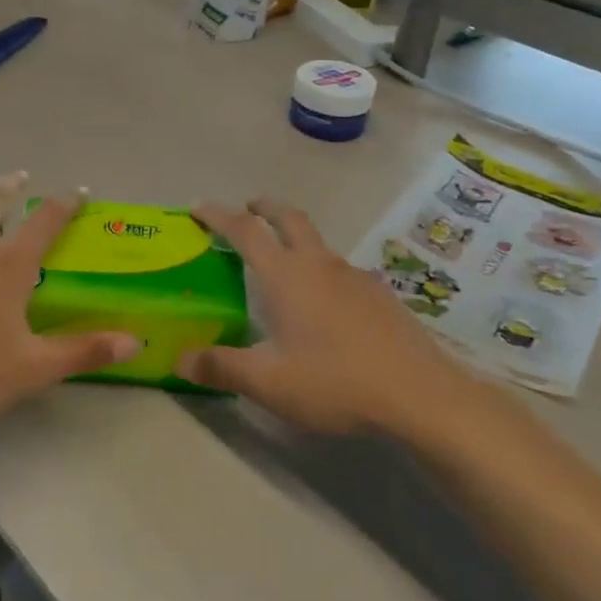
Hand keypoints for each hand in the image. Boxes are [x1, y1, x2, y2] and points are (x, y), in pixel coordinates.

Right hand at [179, 199, 462, 433]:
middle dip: (265, 208)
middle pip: (290, 218)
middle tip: (248, 209)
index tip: (197, 206)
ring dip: (295, 240)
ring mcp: (355, 277)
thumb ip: (222, 368)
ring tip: (283, 266)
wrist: (419, 394)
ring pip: (319, 244)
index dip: (218, 215)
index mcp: (287, 275)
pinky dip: (322, 272)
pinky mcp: (380, 296)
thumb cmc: (335, 381)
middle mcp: (320, 265)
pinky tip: (325, 306)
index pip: (245, 231)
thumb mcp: (269, 382)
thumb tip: (181, 360)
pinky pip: (341, 271)